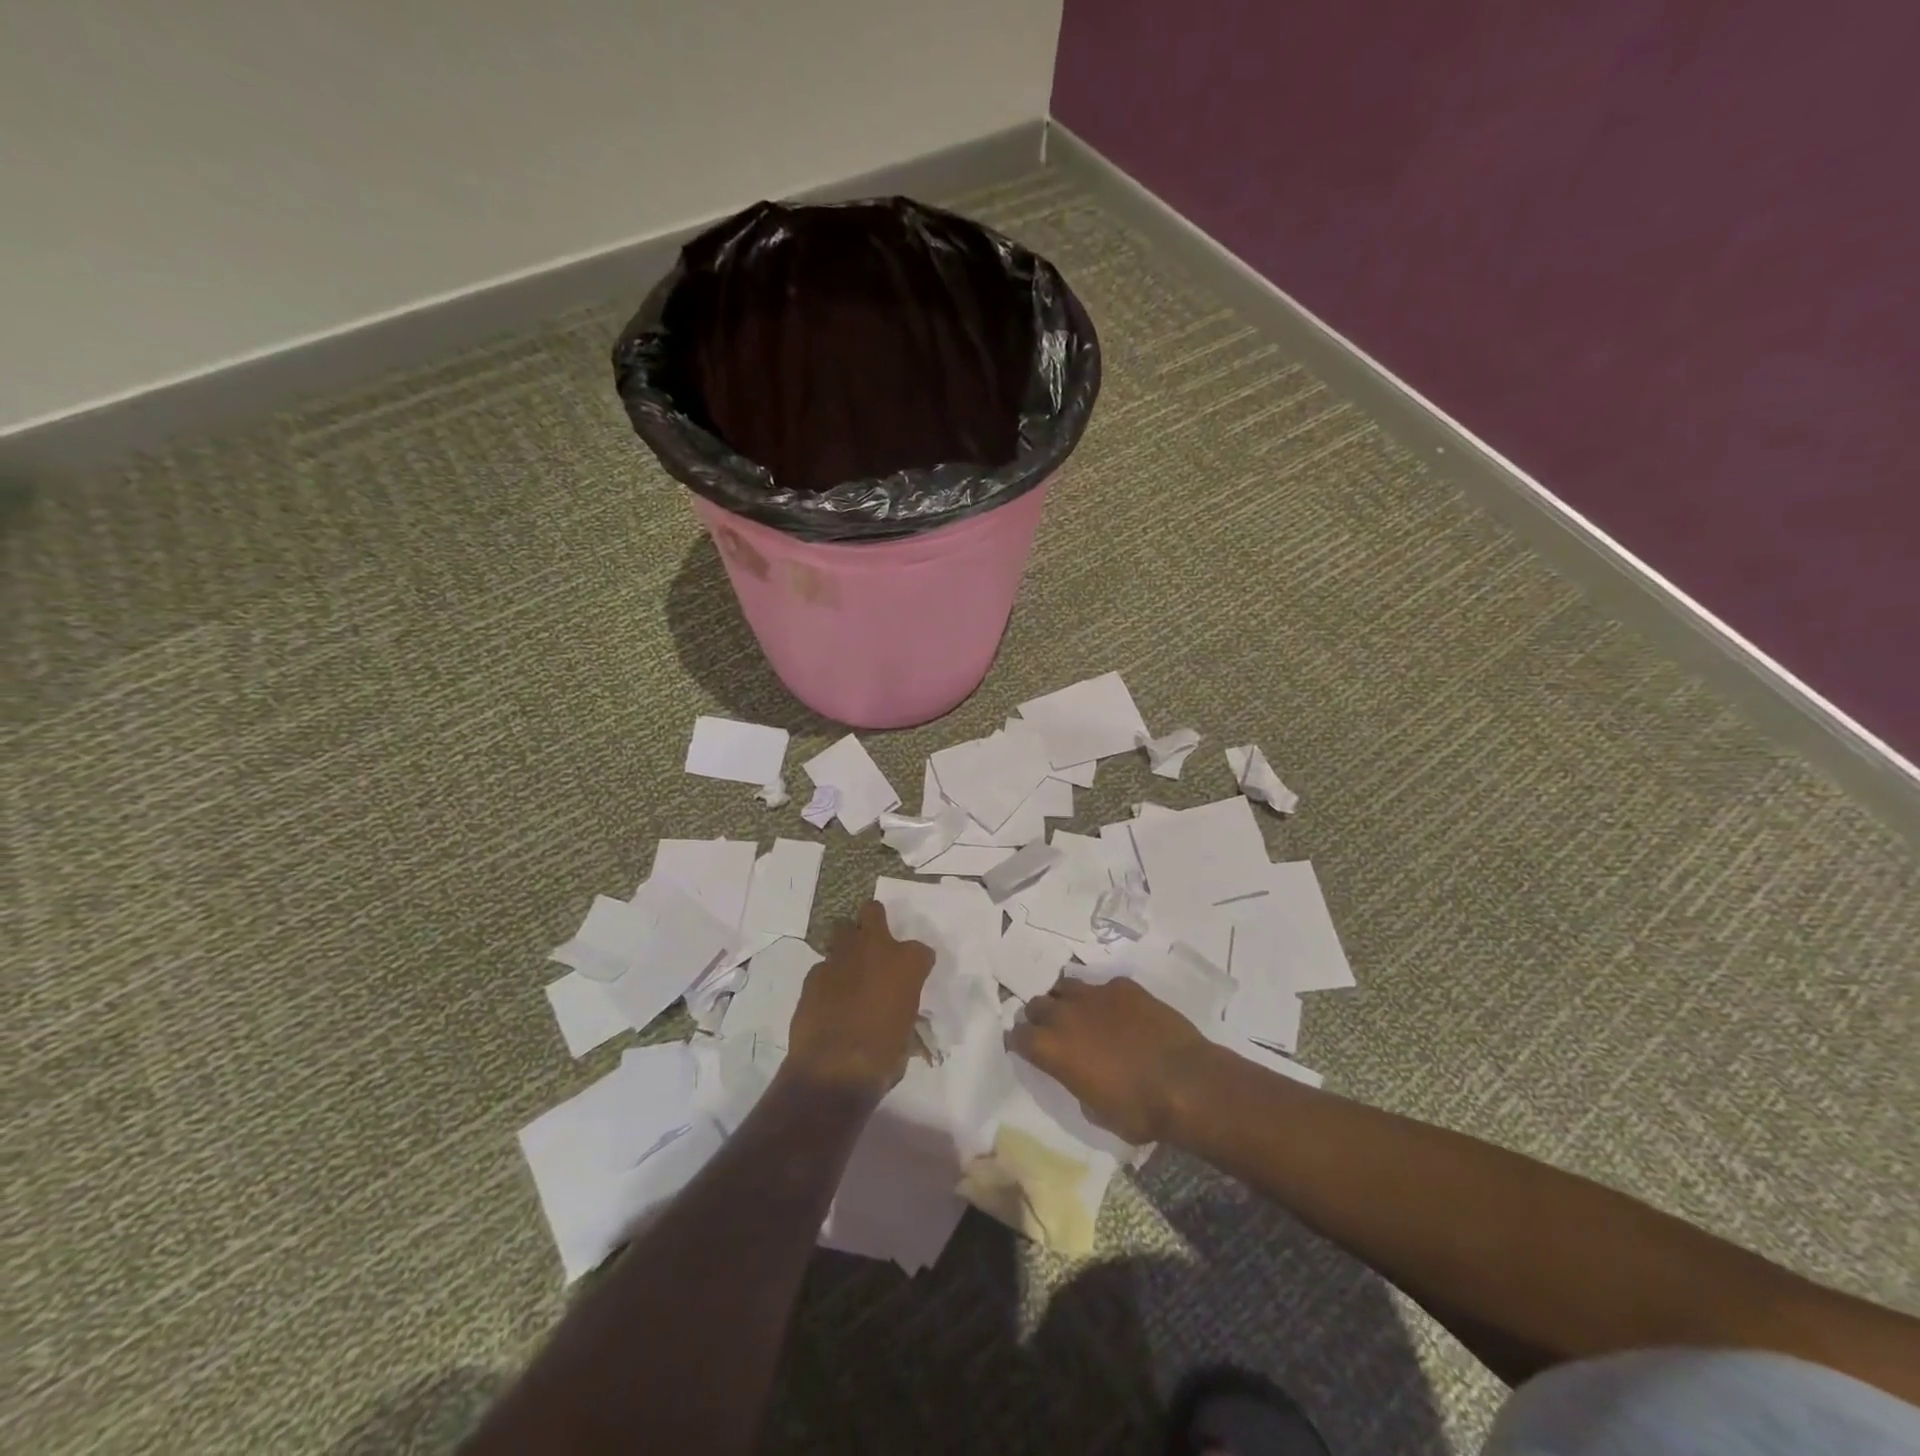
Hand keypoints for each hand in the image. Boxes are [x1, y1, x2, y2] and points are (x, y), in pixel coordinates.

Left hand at [784, 900, 934, 1098]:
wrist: (833, 1070)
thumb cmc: (883, 1056)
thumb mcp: (907, 1033)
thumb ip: (903, 1008)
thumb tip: (896, 1013)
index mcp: (907, 963)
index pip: (922, 951)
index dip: (918, 965)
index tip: (914, 978)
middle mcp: (875, 949)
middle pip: (873, 912)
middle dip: (874, 922)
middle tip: (875, 944)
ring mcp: (840, 957)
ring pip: (842, 929)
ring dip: (847, 943)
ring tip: (849, 965)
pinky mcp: (814, 973)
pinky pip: (824, 965)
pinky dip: (828, 976)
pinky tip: (828, 996)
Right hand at [1009, 977, 1214, 1143]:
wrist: (1184, 1082)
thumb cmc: (1137, 1110)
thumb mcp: (1094, 1111)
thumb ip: (1075, 1082)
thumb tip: (1079, 1072)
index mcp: (1052, 1048)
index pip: (1018, 1036)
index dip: (1019, 1042)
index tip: (1026, 1049)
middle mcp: (1065, 1014)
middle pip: (1037, 1004)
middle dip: (1040, 1017)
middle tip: (1053, 1032)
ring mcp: (1095, 994)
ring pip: (1066, 986)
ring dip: (1067, 1001)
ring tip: (1081, 1015)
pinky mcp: (1123, 986)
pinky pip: (1103, 987)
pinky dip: (1105, 999)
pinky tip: (1120, 1014)